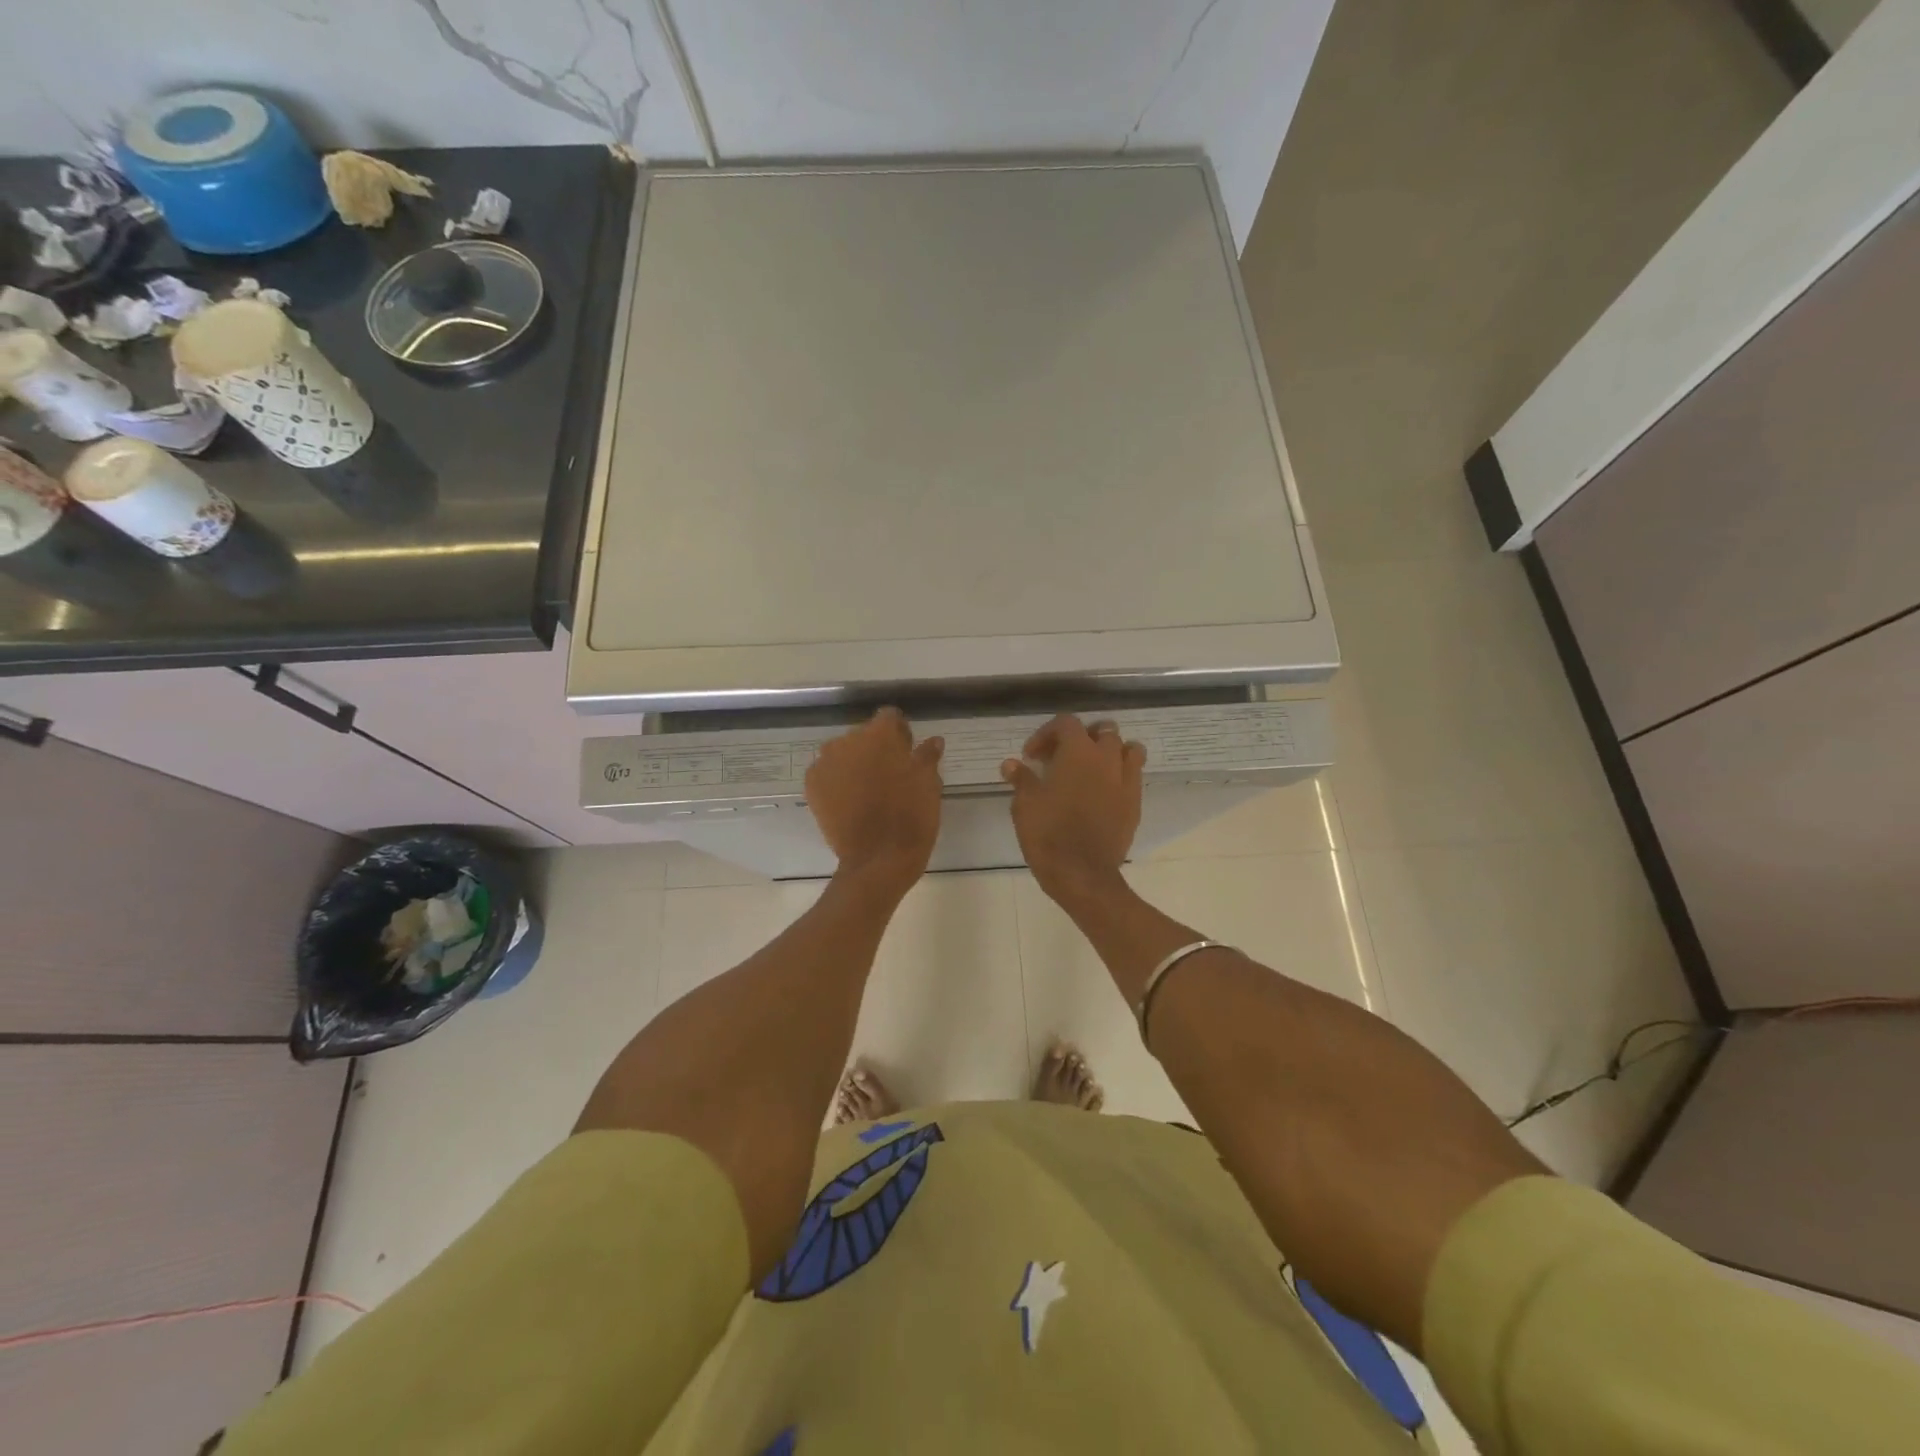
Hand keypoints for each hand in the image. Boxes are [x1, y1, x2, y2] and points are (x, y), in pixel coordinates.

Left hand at [806, 708, 944, 894]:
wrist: (878, 858)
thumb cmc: (911, 816)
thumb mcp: (929, 784)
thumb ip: (927, 756)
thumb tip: (932, 741)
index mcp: (879, 734)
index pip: (889, 717)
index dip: (900, 733)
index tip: (908, 751)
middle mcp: (847, 740)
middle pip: (863, 735)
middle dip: (875, 748)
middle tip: (890, 774)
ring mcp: (825, 763)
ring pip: (843, 753)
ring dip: (854, 764)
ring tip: (868, 790)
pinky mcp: (812, 786)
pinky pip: (827, 774)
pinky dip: (837, 782)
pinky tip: (850, 801)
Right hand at [1001, 714, 1146, 904]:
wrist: (1082, 873)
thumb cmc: (1048, 833)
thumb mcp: (1025, 804)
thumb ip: (1021, 779)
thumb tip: (1011, 764)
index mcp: (1079, 752)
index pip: (1066, 723)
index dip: (1046, 734)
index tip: (1031, 756)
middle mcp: (1107, 758)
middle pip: (1102, 730)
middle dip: (1082, 738)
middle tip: (1062, 757)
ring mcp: (1126, 780)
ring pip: (1127, 749)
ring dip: (1109, 751)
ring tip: (1091, 768)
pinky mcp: (1135, 803)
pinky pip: (1134, 776)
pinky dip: (1120, 774)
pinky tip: (1103, 791)